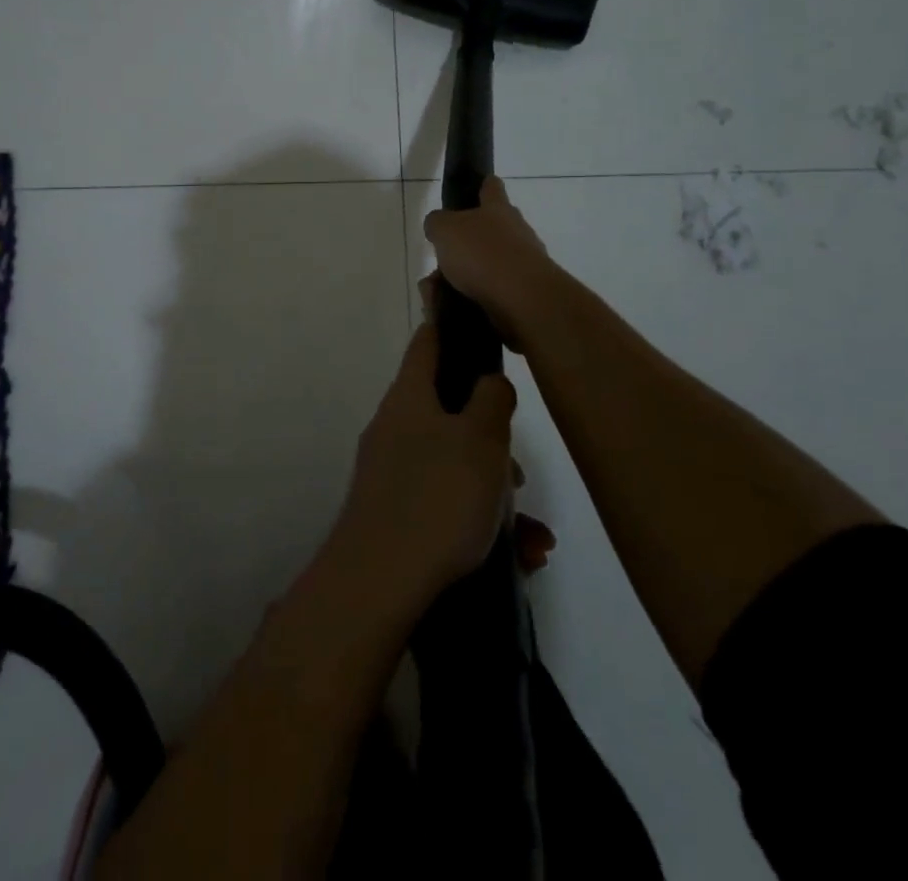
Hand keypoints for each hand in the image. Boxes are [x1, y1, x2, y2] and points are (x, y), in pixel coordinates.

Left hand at [331, 320, 515, 611]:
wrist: (378, 583)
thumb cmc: (436, 498)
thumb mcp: (481, 440)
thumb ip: (491, 399)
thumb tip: (488, 382)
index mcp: (409, 397)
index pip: (428, 342)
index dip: (451, 326)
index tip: (478, 324)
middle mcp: (395, 428)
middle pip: (449, 412)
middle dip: (491, 439)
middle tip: (518, 473)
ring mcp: (391, 472)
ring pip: (454, 464)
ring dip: (494, 490)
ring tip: (530, 533)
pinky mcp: (395, 514)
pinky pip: (446, 504)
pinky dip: (481, 523)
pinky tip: (520, 556)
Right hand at [422, 178, 556, 351]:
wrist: (522, 300)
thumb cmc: (482, 254)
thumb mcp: (445, 230)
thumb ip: (437, 223)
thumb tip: (437, 226)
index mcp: (498, 209)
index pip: (491, 187)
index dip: (482, 185)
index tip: (473, 190)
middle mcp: (516, 231)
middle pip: (490, 229)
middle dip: (465, 243)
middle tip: (441, 258)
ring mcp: (524, 262)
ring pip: (488, 264)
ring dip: (466, 275)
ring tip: (440, 291)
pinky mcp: (524, 292)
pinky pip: (492, 291)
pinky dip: (474, 297)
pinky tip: (455, 306)